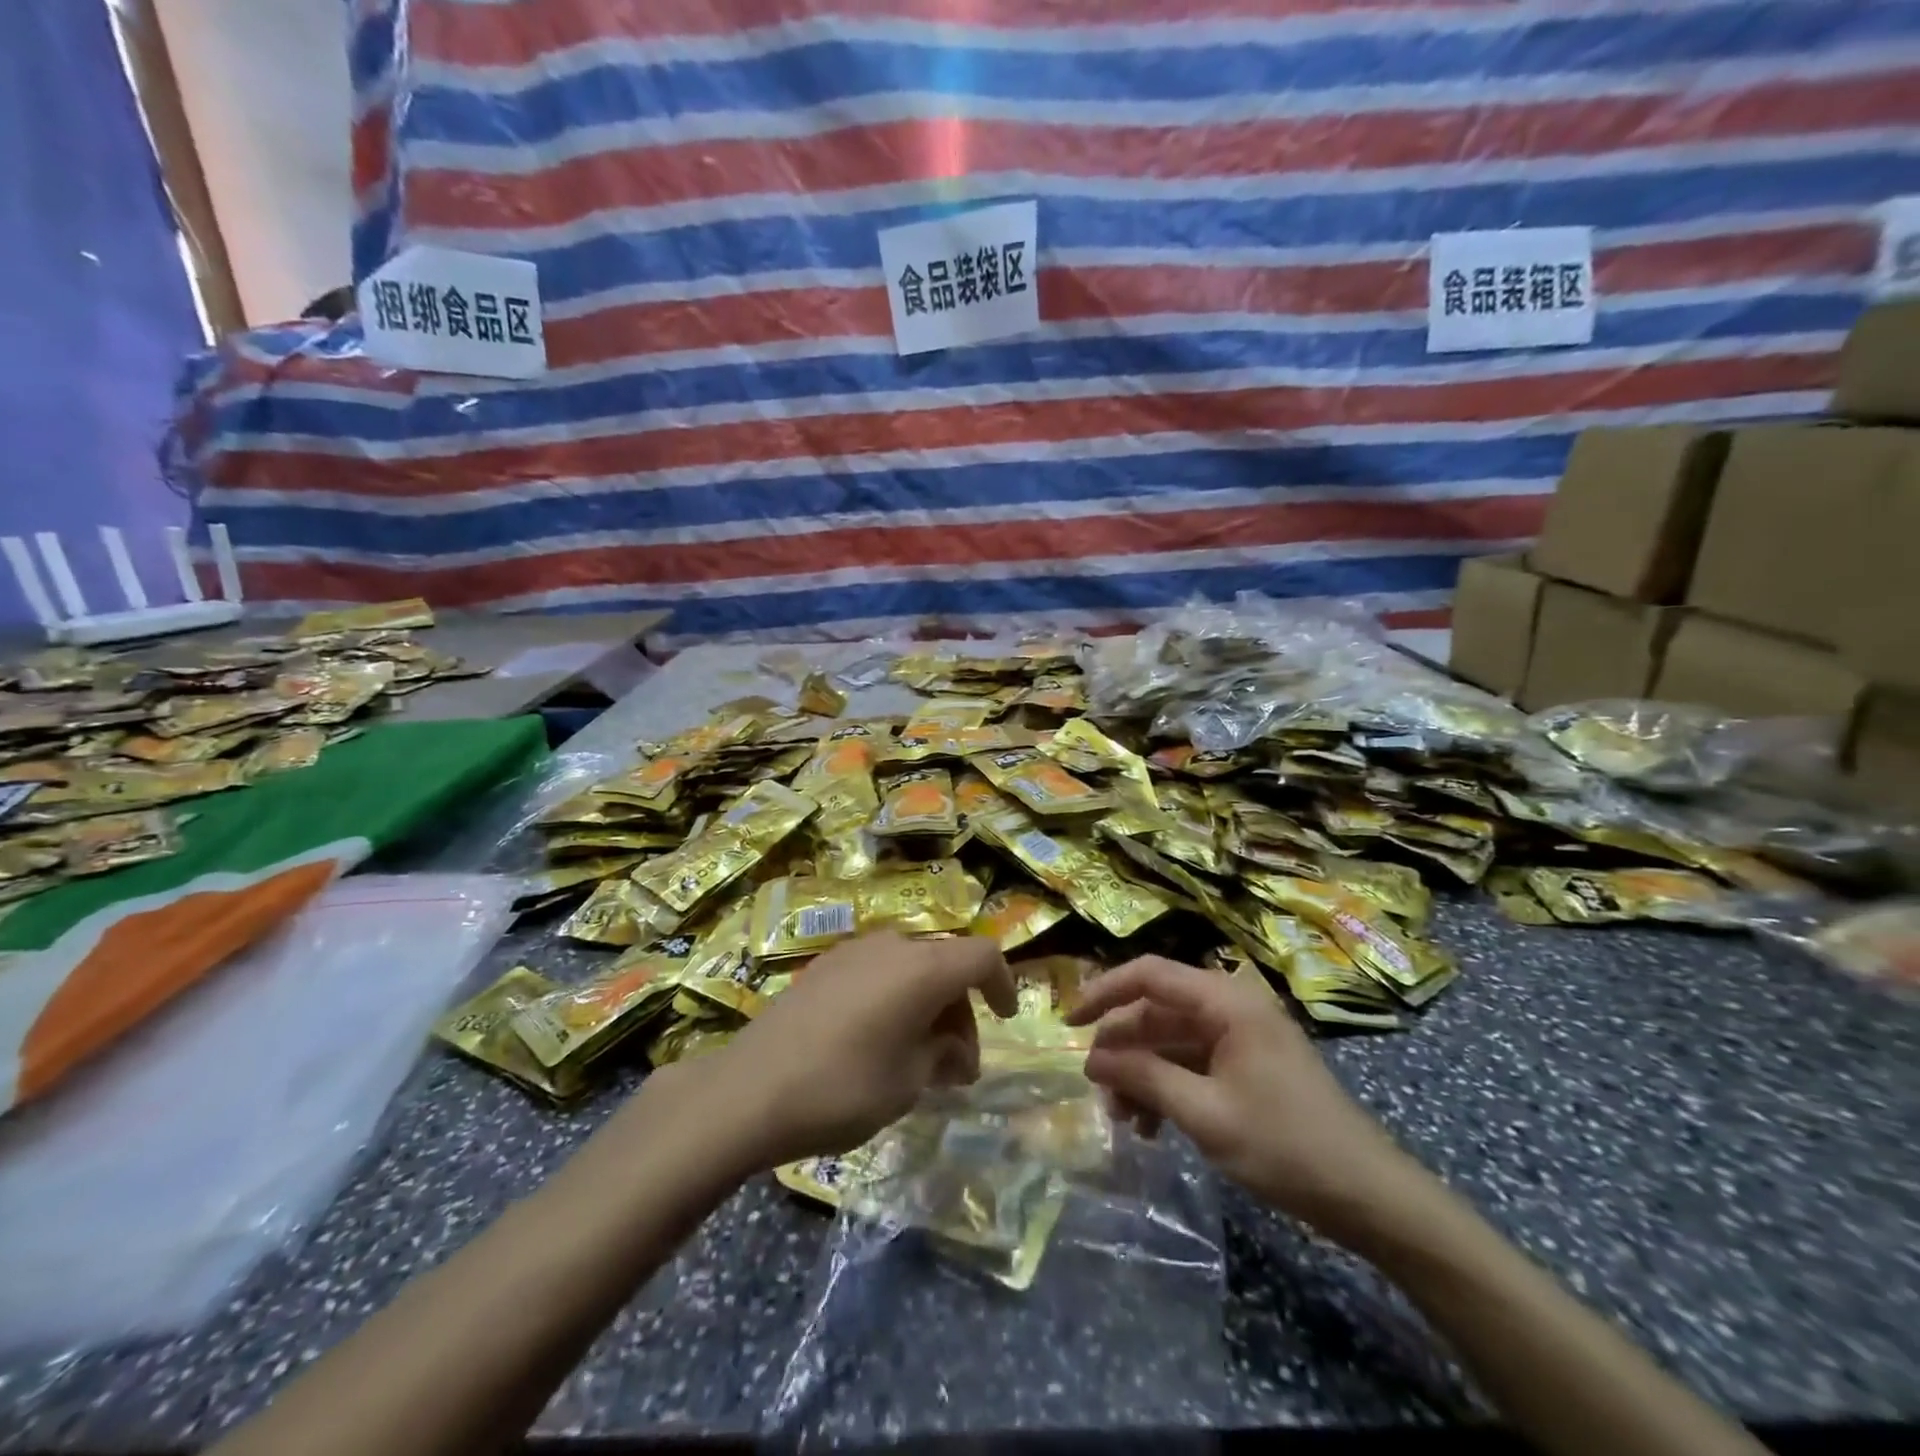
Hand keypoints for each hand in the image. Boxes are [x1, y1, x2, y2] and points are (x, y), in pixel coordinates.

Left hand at [704, 931, 1018, 1168]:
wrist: (747, 1090)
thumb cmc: (841, 1088)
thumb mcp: (907, 1083)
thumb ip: (942, 1056)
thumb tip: (952, 1050)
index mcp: (922, 969)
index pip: (982, 955)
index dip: (1003, 983)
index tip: (1005, 1018)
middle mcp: (892, 947)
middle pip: (946, 964)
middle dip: (961, 1011)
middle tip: (956, 1067)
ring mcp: (854, 952)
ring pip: (912, 968)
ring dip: (928, 1006)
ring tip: (919, 1060)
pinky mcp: (824, 966)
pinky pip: (879, 973)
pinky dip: (896, 999)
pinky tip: (879, 1041)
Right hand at [1067, 956, 1418, 1240]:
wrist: (1369, 1196)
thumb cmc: (1285, 1145)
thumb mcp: (1204, 1112)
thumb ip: (1144, 1077)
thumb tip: (1091, 1058)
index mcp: (1225, 1000)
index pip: (1149, 974)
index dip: (1103, 991)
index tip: (1068, 1021)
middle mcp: (1230, 1006)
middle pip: (1158, 1011)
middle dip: (1123, 1049)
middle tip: (1097, 1090)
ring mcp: (1240, 1036)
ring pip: (1171, 1041)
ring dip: (1143, 1074)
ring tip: (1123, 1120)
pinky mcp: (1247, 1065)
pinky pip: (1193, 1063)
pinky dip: (1168, 1087)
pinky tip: (1152, 1127)